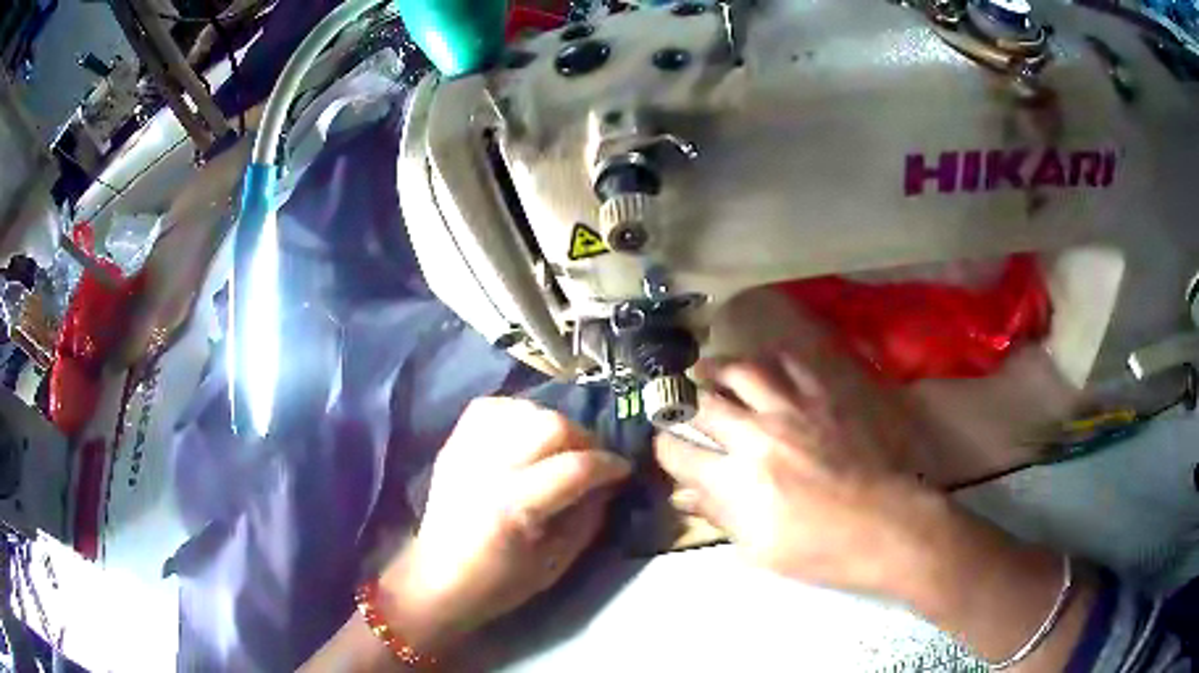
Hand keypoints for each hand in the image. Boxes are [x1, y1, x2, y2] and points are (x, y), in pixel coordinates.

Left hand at [379, 398, 630, 651]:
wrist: (436, 579)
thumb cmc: (498, 583)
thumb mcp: (555, 564)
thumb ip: (587, 519)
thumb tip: (609, 483)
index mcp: (513, 508)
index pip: (574, 468)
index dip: (609, 464)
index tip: (623, 469)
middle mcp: (487, 469)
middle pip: (549, 426)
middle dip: (584, 438)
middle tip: (593, 459)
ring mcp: (465, 451)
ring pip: (522, 409)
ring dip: (552, 424)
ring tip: (560, 448)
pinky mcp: (453, 444)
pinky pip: (491, 406)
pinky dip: (518, 413)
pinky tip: (527, 434)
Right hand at [655, 351, 956, 597]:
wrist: (885, 526)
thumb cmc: (820, 550)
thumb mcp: (760, 549)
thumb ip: (719, 515)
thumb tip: (685, 495)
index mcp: (737, 482)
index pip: (679, 452)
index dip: (663, 447)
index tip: (664, 446)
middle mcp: (757, 435)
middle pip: (703, 403)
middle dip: (679, 400)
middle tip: (674, 399)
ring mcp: (793, 411)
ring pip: (743, 369)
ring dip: (718, 367)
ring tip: (709, 370)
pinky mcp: (824, 399)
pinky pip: (790, 364)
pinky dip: (769, 360)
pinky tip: (764, 367)